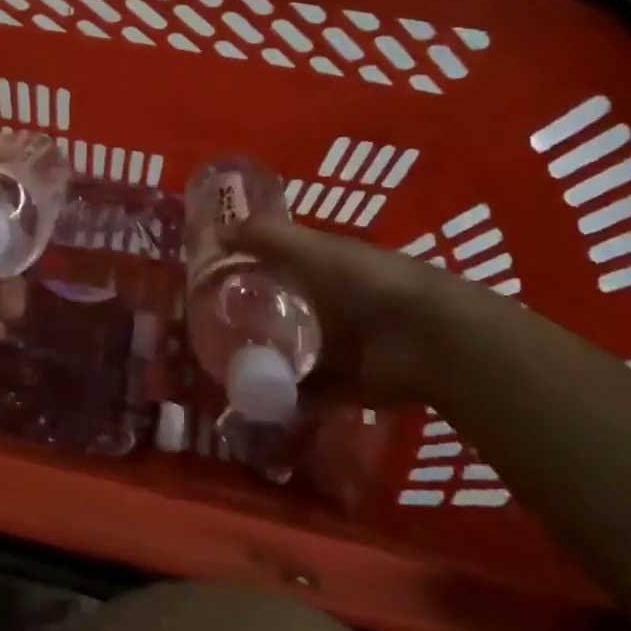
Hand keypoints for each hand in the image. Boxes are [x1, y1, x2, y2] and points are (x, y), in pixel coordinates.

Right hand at [232, 218, 477, 408]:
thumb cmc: (363, 280)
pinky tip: (249, 397)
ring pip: (290, 352)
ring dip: (263, 359)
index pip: (277, 263)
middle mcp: (329, 304)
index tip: (208, 278)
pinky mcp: (345, 385)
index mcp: (323, 266)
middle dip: (249, 318)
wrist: (424, 337)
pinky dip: (283, 397)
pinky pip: (306, 392)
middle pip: (281, 310)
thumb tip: (215, 232)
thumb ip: (264, 237)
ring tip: (220, 365)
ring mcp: (338, 347)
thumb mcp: (309, 248)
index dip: (246, 267)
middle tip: (206, 328)